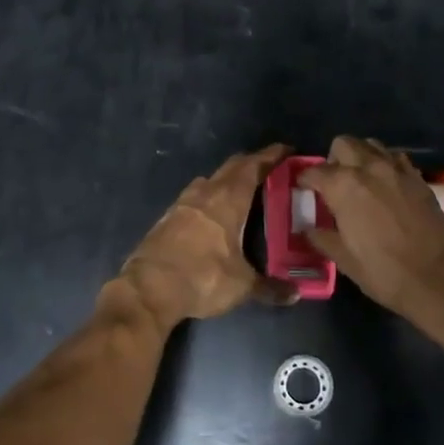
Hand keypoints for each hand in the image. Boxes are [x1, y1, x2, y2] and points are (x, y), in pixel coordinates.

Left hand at [116, 144, 299, 328]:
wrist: (148, 289)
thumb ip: (270, 288)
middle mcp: (204, 193)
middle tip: (268, 168)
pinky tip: (211, 214)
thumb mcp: (241, 286)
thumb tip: (295, 294)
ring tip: (240, 190)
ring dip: (226, 179)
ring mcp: (182, 204)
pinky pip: (193, 197)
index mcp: (227, 200)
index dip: (270, 156)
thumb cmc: (202, 278)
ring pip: (209, 180)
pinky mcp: (166, 218)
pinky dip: (208, 197)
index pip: (252, 167)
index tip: (286, 150)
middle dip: (250, 164)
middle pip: (231, 168)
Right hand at [297, 136, 443, 318]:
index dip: (305, 179)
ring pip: (372, 145)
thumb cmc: (383, 271)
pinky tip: (386, 186)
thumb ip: (322, 238)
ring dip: (361, 156)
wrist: (438, 278)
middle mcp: (369, 168)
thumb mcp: (344, 259)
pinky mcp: (419, 178)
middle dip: (333, 159)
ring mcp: (397, 170)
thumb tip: (309, 229)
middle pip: (343, 144)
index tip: (303, 189)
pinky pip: (396, 159)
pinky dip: (386, 164)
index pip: (315, 171)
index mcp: (344, 186)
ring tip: (360, 179)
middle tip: (333, 183)